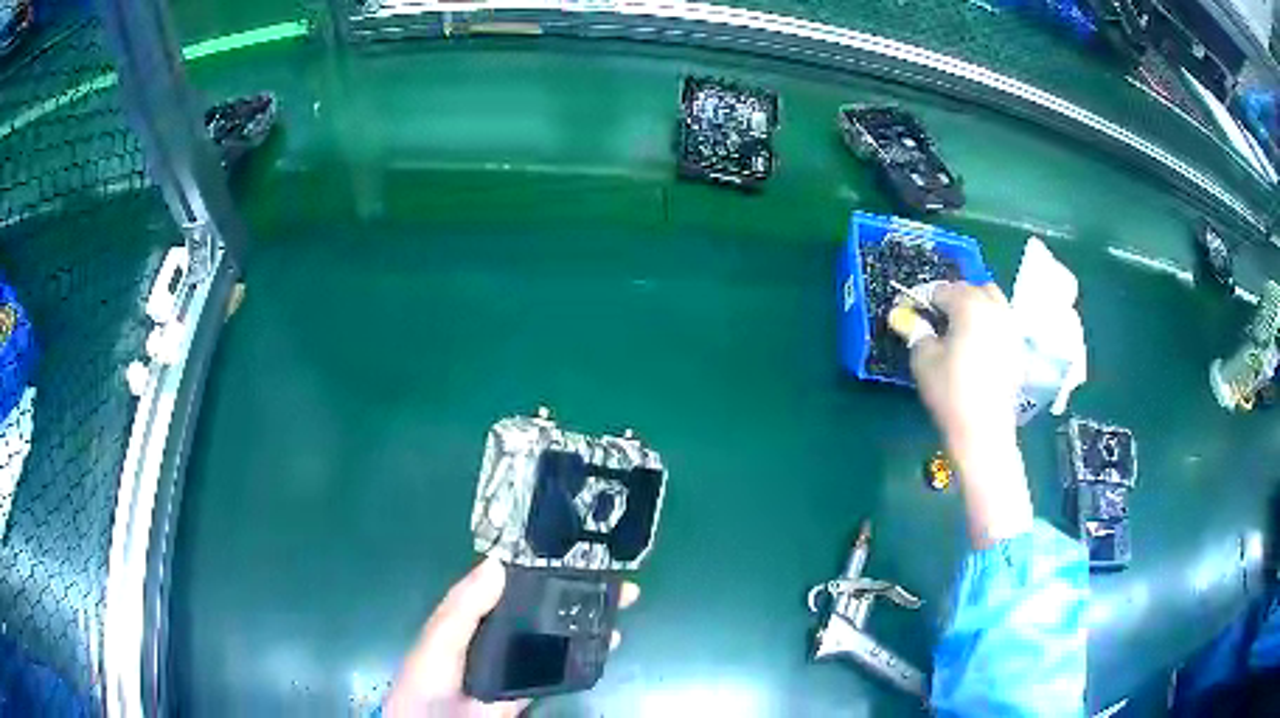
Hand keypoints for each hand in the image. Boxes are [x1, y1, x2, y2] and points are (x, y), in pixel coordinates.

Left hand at [384, 557, 639, 716]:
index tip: (579, 549)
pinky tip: (606, 646)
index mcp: (474, 613)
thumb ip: (463, 607)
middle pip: (542, 608)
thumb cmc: (428, 679)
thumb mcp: (439, 638)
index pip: (511, 583)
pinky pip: (560, 671)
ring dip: (586, 622)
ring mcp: (516, 662)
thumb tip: (499, 563)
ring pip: (556, 636)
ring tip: (620, 608)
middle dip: (577, 593)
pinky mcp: (529, 689)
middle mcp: (499, 633)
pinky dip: (584, 658)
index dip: (543, 565)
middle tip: (617, 580)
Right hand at [907, 282, 1032, 547]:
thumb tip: (907, 318)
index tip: (913, 312)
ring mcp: (1010, 327)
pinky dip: (990, 324)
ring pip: (992, 301)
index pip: (942, 290)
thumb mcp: (923, 360)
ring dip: (975, 306)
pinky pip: (1003, 322)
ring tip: (961, 329)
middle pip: (971, 289)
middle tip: (938, 319)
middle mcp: (994, 308)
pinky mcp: (1018, 347)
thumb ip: (916, 332)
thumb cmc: (950, 392)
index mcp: (969, 306)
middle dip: (953, 298)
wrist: (983, 429)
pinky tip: (979, 346)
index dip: (924, 298)